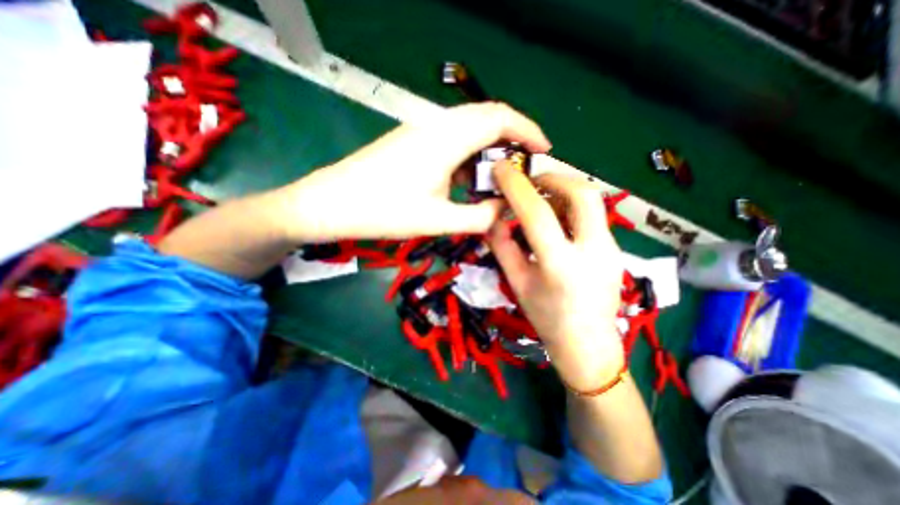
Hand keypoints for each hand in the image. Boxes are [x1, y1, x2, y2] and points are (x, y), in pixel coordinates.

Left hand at [281, 102, 552, 242]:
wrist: (331, 203)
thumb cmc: (383, 211)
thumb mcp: (437, 220)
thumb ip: (478, 217)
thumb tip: (504, 211)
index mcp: (446, 139)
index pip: (499, 117)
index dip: (527, 129)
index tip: (544, 149)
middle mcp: (436, 126)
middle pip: (486, 119)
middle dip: (510, 140)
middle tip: (522, 169)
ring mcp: (421, 132)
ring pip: (467, 131)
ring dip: (486, 153)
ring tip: (494, 183)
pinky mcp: (412, 143)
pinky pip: (450, 142)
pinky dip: (467, 159)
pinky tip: (464, 184)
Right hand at [485, 157, 627, 390]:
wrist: (587, 344)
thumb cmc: (546, 318)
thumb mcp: (517, 283)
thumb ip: (502, 247)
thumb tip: (492, 218)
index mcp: (561, 265)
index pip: (537, 214)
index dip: (516, 187)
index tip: (501, 170)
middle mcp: (593, 251)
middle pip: (582, 193)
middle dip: (553, 177)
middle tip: (530, 182)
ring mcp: (611, 248)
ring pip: (592, 200)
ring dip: (562, 190)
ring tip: (540, 200)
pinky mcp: (615, 248)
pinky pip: (593, 215)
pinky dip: (570, 206)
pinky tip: (556, 219)